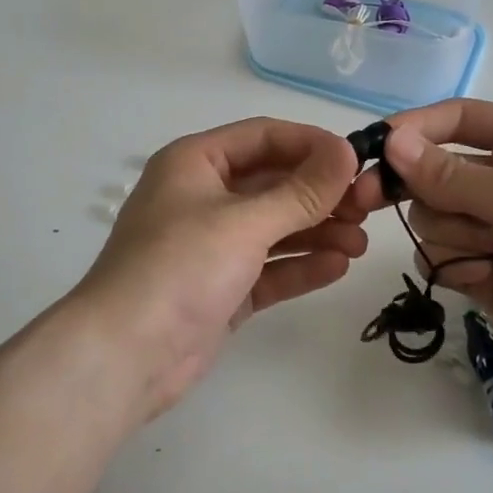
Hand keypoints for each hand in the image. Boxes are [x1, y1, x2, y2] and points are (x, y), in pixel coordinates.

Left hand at [72, 118, 365, 420]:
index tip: (357, 160)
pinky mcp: (221, 289)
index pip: (264, 137)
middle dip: (320, 195)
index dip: (312, 144)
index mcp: (196, 163)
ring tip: (360, 244)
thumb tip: (347, 152)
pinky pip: (269, 268)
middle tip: (368, 208)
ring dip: (317, 232)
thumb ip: (301, 191)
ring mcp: (212, 246)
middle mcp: (203, 197)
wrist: (125, 356)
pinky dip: (300, 266)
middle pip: (273, 183)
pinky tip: (337, 267)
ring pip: (274, 228)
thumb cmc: (180, 268)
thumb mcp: (244, 222)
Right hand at [341, 100, 492, 387]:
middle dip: (423, 193)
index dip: (410, 129)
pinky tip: (487, 278)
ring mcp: (492, 226)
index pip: (452, 120)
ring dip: (452, 236)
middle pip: (429, 174)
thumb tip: (390, 142)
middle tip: (369, 201)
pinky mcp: (484, 269)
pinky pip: (440, 258)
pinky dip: (456, 267)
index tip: (369, 149)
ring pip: (430, 220)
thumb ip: (451, 175)